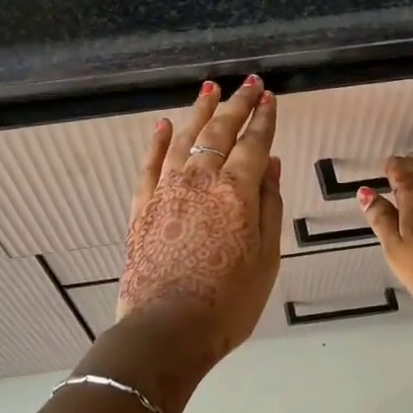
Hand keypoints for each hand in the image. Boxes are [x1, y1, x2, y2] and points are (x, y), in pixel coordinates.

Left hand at [117, 77, 282, 357]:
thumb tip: (270, 163)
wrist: (167, 329)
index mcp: (236, 191)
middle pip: (219, 131)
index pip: (254, 143)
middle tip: (247, 83)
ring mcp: (166, 190)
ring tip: (209, 89)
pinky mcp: (142, 205)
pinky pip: (150, 163)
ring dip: (199, 111)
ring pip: (184, 138)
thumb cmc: (228, 301)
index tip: (269, 97)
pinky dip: (157, 141)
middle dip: (236, 104)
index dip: (263, 119)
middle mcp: (200, 180)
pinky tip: (163, 125)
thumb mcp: (266, 257)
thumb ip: (268, 204)